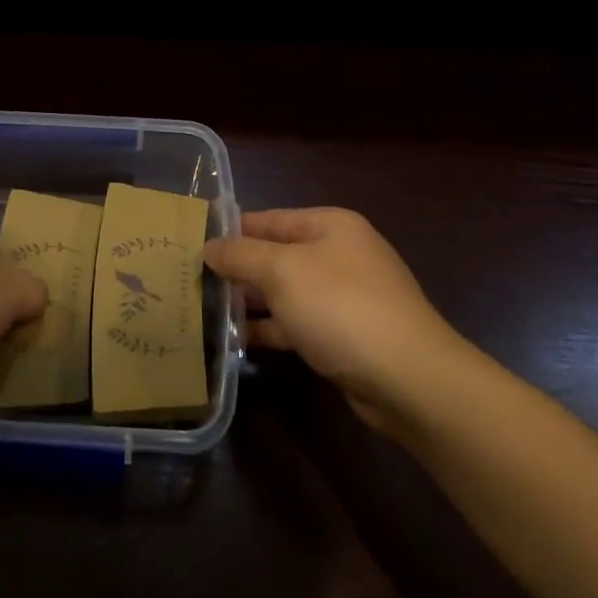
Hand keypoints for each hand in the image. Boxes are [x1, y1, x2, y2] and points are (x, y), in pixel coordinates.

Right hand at [204, 208, 465, 430]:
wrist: (407, 378)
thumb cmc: (340, 306)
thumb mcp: (281, 270)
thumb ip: (240, 255)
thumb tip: (208, 246)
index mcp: (330, 226)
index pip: (268, 219)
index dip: (230, 231)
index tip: (190, 244)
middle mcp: (338, 255)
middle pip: (275, 256)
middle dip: (236, 269)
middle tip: (190, 281)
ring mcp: (343, 297)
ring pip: (284, 292)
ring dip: (249, 302)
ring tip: (204, 311)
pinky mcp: (343, 335)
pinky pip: (296, 324)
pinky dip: (269, 329)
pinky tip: (236, 340)